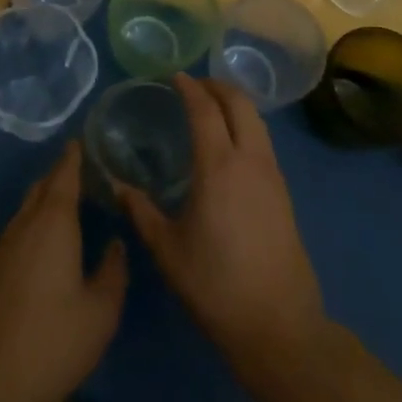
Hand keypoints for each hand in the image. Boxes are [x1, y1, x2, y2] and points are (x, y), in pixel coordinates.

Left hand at [0, 142, 127, 401]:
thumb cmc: (51, 341)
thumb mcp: (100, 313)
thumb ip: (113, 273)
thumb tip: (116, 244)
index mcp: (54, 223)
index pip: (64, 176)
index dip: (74, 157)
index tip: (83, 141)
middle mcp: (26, 224)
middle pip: (43, 186)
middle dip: (61, 174)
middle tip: (84, 170)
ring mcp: (4, 246)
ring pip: (28, 207)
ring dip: (47, 197)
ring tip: (71, 202)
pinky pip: (19, 228)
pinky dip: (36, 220)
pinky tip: (48, 242)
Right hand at [118, 76, 328, 374]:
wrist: (278, 325)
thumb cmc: (215, 285)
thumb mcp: (167, 249)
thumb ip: (141, 211)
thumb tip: (117, 185)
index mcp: (219, 166)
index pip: (205, 109)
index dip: (190, 88)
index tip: (174, 76)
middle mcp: (250, 160)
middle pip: (240, 103)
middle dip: (217, 86)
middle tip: (193, 86)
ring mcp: (272, 175)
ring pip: (257, 120)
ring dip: (234, 104)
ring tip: (211, 110)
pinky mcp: (284, 193)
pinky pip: (263, 141)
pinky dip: (246, 126)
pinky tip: (229, 146)